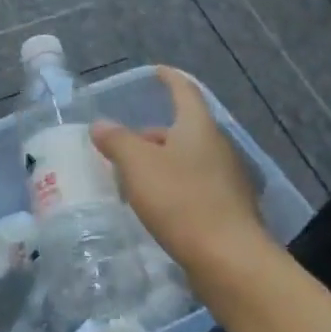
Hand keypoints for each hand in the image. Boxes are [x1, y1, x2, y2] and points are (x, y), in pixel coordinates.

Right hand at [92, 66, 269, 278]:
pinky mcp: (229, 209)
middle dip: (154, 134)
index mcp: (199, 127)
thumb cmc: (181, 201)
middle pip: (184, 129)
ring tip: (134, 179)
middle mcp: (218, 147)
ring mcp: (228, 180)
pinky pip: (195, 186)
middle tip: (125, 144)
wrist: (229, 260)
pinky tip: (157, 206)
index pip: (185, 91)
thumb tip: (101, 125)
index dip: (169, 79)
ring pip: (188, 160)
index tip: (157, 71)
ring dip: (162, 163)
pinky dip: (174, 187)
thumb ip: (117, 140)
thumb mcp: (138, 165)